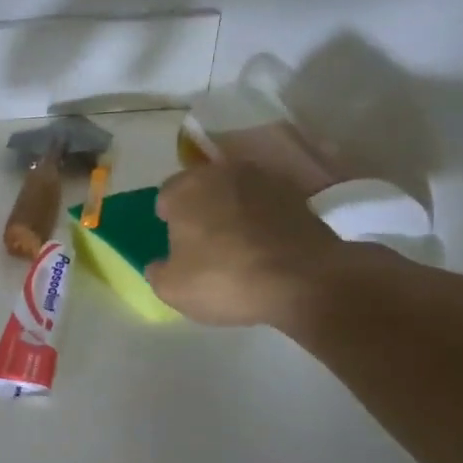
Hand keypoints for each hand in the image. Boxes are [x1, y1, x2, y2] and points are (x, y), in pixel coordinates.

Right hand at [146, 160, 346, 325]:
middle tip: (202, 241)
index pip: (166, 194)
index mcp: (187, 188)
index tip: (174, 241)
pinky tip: (265, 248)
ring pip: (237, 194)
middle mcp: (224, 173)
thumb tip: (160, 264)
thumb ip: (157, 272)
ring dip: (233, 211)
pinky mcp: (298, 197)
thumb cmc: (225, 279)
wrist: (305, 281)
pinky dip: (263, 221)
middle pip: (203, 188)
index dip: (168, 218)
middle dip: (200, 208)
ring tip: (236, 245)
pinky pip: (267, 207)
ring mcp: (266, 181)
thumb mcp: (172, 289)